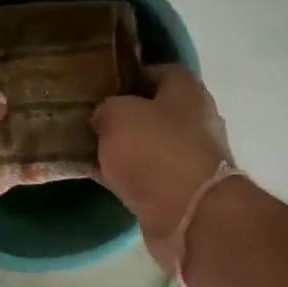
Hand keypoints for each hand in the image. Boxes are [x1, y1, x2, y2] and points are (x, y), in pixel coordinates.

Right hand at [90, 66, 233, 273]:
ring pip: (151, 144)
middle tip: (91, 119)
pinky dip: (129, 175)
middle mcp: (197, 119)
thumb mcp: (116, 115)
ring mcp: (193, 157)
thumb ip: (106, 108)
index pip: (157, 71)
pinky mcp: (184, 190)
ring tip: (91, 148)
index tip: (101, 87)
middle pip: (155, 109)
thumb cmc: (155, 151)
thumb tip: (104, 116)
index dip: (128, 76)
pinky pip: (149, 175)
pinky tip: (102, 176)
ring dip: (126, 148)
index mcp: (187, 90)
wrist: (188, 215)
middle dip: (125, 115)